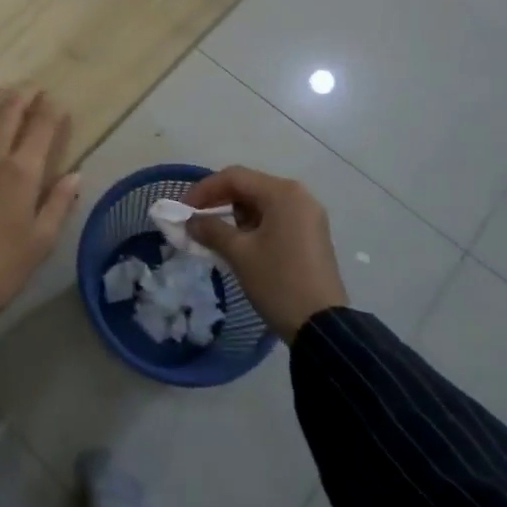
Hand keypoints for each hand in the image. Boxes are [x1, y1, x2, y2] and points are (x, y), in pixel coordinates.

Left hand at [0, 88, 82, 333]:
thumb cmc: (3, 269)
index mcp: (21, 172)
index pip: (40, 127)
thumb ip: (59, 203)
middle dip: (24, 96)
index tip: (58, 102)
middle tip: (34, 88)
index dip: (51, 110)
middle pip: (8, 112)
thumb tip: (75, 174)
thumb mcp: (42, 241)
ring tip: (7, 95)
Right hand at [181, 166, 346, 342]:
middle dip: (219, 202)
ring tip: (216, 236)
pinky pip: (275, 218)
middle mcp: (299, 196)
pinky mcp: (311, 234)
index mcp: (283, 193)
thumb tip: (190, 221)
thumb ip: (211, 229)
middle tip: (196, 221)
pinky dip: (254, 226)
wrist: (323, 328)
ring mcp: (308, 215)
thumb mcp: (239, 254)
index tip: (184, 210)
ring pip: (261, 203)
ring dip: (235, 215)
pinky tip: (240, 244)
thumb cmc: (278, 282)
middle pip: (249, 187)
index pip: (234, 177)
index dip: (204, 190)